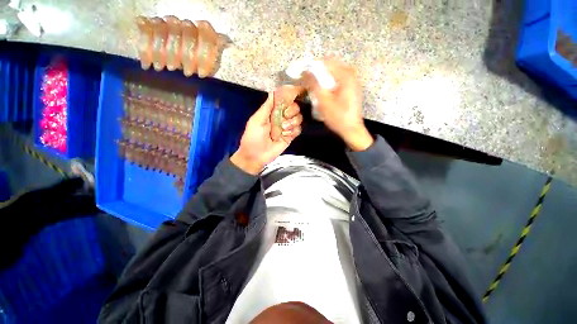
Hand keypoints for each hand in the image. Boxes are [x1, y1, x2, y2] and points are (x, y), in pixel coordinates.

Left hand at [231, 92, 302, 174]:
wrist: (256, 156)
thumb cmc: (253, 137)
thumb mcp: (257, 120)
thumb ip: (266, 107)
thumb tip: (273, 91)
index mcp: (273, 111)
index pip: (285, 100)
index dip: (291, 95)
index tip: (297, 91)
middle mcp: (282, 117)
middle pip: (295, 107)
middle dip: (292, 110)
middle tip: (285, 116)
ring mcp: (287, 127)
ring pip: (299, 118)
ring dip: (292, 122)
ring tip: (283, 129)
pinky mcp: (291, 136)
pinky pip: (299, 129)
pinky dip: (294, 131)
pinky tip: (285, 135)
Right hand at [304, 57, 372, 150]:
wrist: (351, 130)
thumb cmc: (338, 118)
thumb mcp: (324, 102)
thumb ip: (314, 85)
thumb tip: (306, 72)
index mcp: (346, 76)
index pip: (328, 61)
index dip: (314, 65)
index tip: (304, 72)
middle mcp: (352, 76)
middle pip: (332, 66)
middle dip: (319, 71)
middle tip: (309, 81)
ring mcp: (353, 83)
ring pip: (335, 73)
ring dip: (324, 77)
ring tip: (315, 87)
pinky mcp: (352, 90)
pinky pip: (339, 80)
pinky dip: (330, 82)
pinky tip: (325, 92)